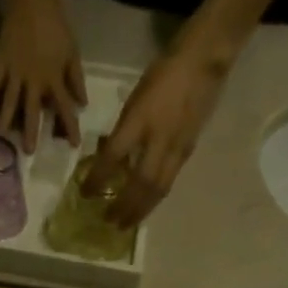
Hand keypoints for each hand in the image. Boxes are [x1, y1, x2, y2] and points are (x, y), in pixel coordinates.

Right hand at [0, 0, 85, 153]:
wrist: (34, 1)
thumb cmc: (57, 26)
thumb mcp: (72, 53)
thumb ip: (76, 79)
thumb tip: (82, 103)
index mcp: (54, 77)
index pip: (64, 107)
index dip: (69, 127)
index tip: (73, 145)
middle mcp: (34, 79)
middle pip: (33, 110)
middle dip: (32, 132)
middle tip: (29, 152)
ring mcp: (15, 72)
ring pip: (10, 101)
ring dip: (7, 121)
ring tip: (2, 138)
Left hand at [92, 46, 226, 226]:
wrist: (203, 63)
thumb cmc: (162, 75)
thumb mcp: (134, 99)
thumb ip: (123, 129)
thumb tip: (109, 152)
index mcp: (140, 121)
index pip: (113, 157)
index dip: (98, 178)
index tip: (85, 193)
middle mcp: (160, 139)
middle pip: (142, 183)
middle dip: (125, 206)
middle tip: (110, 222)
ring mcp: (178, 147)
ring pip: (159, 187)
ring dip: (142, 209)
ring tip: (127, 224)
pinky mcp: (190, 150)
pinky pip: (170, 179)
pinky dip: (155, 196)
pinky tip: (146, 204)